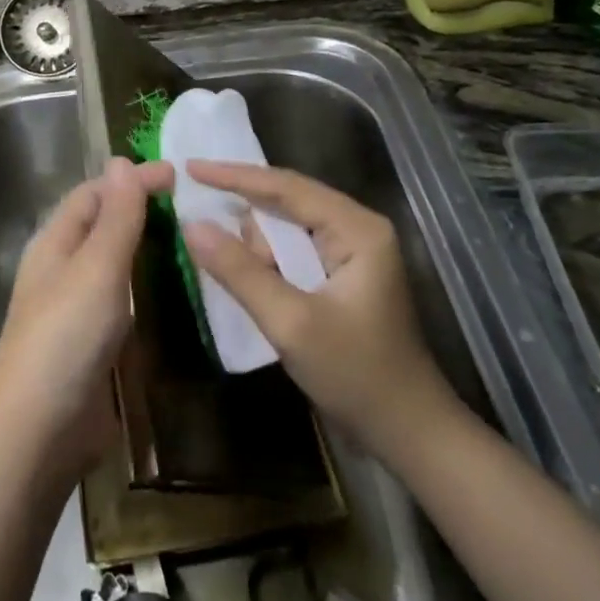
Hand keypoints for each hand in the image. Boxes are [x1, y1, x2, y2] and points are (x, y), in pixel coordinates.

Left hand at [0, 157, 174, 483]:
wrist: (39, 432)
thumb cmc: (66, 337)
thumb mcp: (96, 268)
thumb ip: (115, 217)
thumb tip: (121, 161)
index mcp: (55, 244)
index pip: (94, 194)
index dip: (131, 180)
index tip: (178, 175)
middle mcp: (64, 270)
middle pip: (103, 226)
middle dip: (142, 210)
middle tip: (194, 206)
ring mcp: (79, 310)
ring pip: (116, 265)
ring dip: (148, 249)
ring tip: (194, 241)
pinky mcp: (95, 345)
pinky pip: (125, 302)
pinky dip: (149, 289)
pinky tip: (179, 292)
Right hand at [181, 162, 461, 458]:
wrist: (409, 433)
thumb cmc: (357, 375)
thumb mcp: (291, 324)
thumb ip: (240, 272)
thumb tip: (191, 226)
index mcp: (356, 229)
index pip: (286, 187)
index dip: (234, 176)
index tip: (190, 167)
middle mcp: (357, 228)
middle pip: (287, 201)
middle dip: (243, 211)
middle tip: (195, 213)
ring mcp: (353, 252)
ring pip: (288, 227)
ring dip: (256, 244)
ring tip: (230, 269)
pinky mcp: (343, 275)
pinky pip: (294, 251)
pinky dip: (267, 259)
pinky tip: (245, 274)